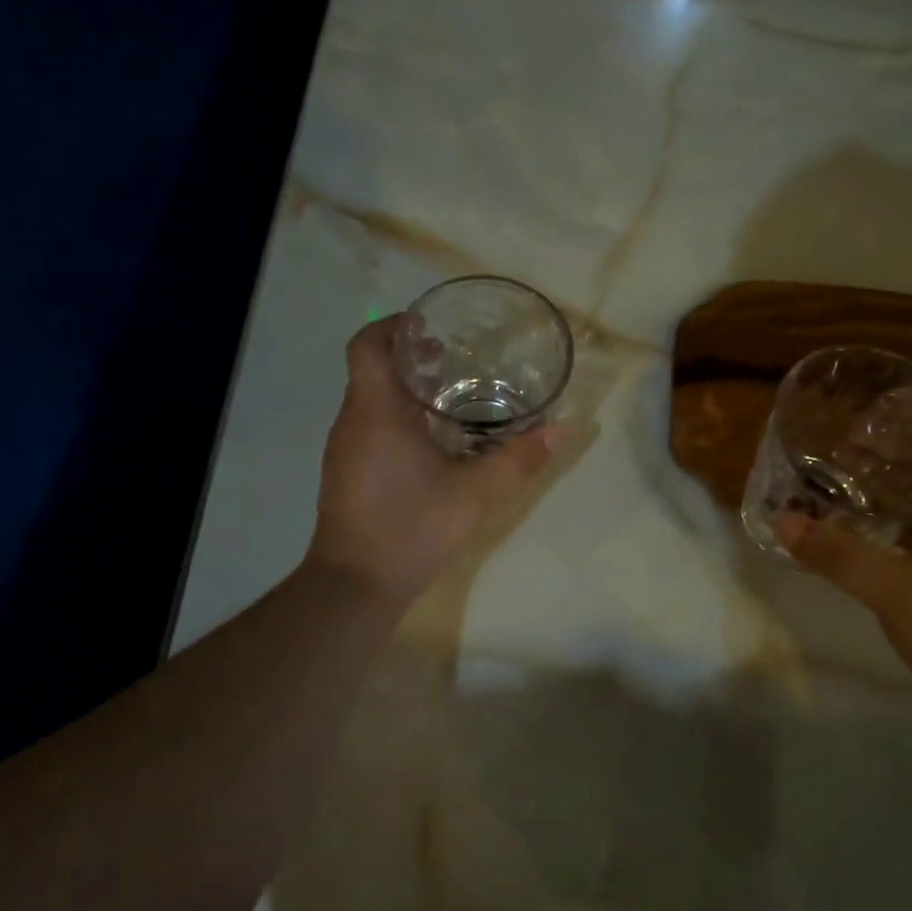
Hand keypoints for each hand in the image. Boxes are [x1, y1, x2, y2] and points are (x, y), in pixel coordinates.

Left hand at [306, 315, 565, 604]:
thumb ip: (520, 458)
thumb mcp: (475, 493)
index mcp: (377, 411)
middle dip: (411, 356)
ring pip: (371, 399)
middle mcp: (353, 421)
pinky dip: (398, 417)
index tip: (431, 326)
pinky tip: (433, 441)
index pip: (368, 344)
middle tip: (457, 357)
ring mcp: (344, 449)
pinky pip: (370, 426)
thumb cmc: (410, 528)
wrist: (355, 585)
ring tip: (452, 395)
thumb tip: (566, 428)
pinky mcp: (346, 472)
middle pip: (373, 368)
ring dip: (405, 388)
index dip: (394, 325)